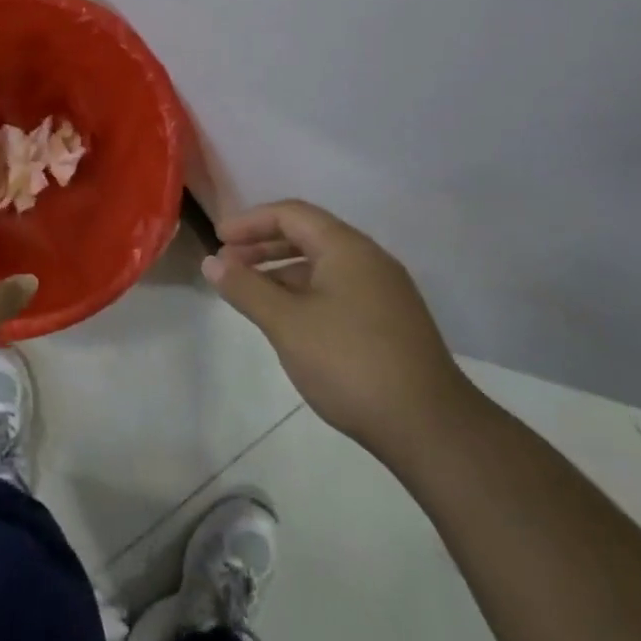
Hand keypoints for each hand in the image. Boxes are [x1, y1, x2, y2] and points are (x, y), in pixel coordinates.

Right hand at [202, 199, 477, 461]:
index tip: (217, 240)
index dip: (249, 221)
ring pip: (322, 264)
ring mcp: (383, 291)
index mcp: (347, 248)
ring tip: (249, 291)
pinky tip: (287, 318)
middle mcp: (369, 260)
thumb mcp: (286, 323)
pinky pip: (337, 288)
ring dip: (281, 270)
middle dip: (262, 244)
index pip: (291, 214)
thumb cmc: (349, 363)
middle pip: (308, 234)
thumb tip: (211, 262)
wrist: (429, 426)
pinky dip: (303, 292)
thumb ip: (245, 288)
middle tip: (227, 263)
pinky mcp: (389, 320)